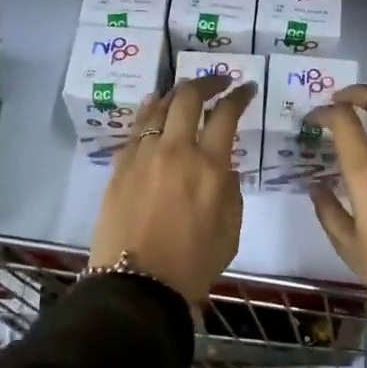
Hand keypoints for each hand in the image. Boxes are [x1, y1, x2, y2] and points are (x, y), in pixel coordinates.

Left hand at [91, 75, 255, 302]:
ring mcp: (143, 155)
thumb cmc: (192, 264)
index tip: (246, 88)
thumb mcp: (230, 230)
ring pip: (158, 106)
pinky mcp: (120, 166)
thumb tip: (221, 166)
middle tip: (219, 82)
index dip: (239, 96)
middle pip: (188, 98)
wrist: (137, 285)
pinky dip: (150, 111)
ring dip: (176, 93)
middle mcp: (176, 150)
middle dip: (207, 82)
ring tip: (186, 92)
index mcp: (209, 167)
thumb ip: (229, 191)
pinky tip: (155, 108)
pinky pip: (137, 127)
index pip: (226, 114)